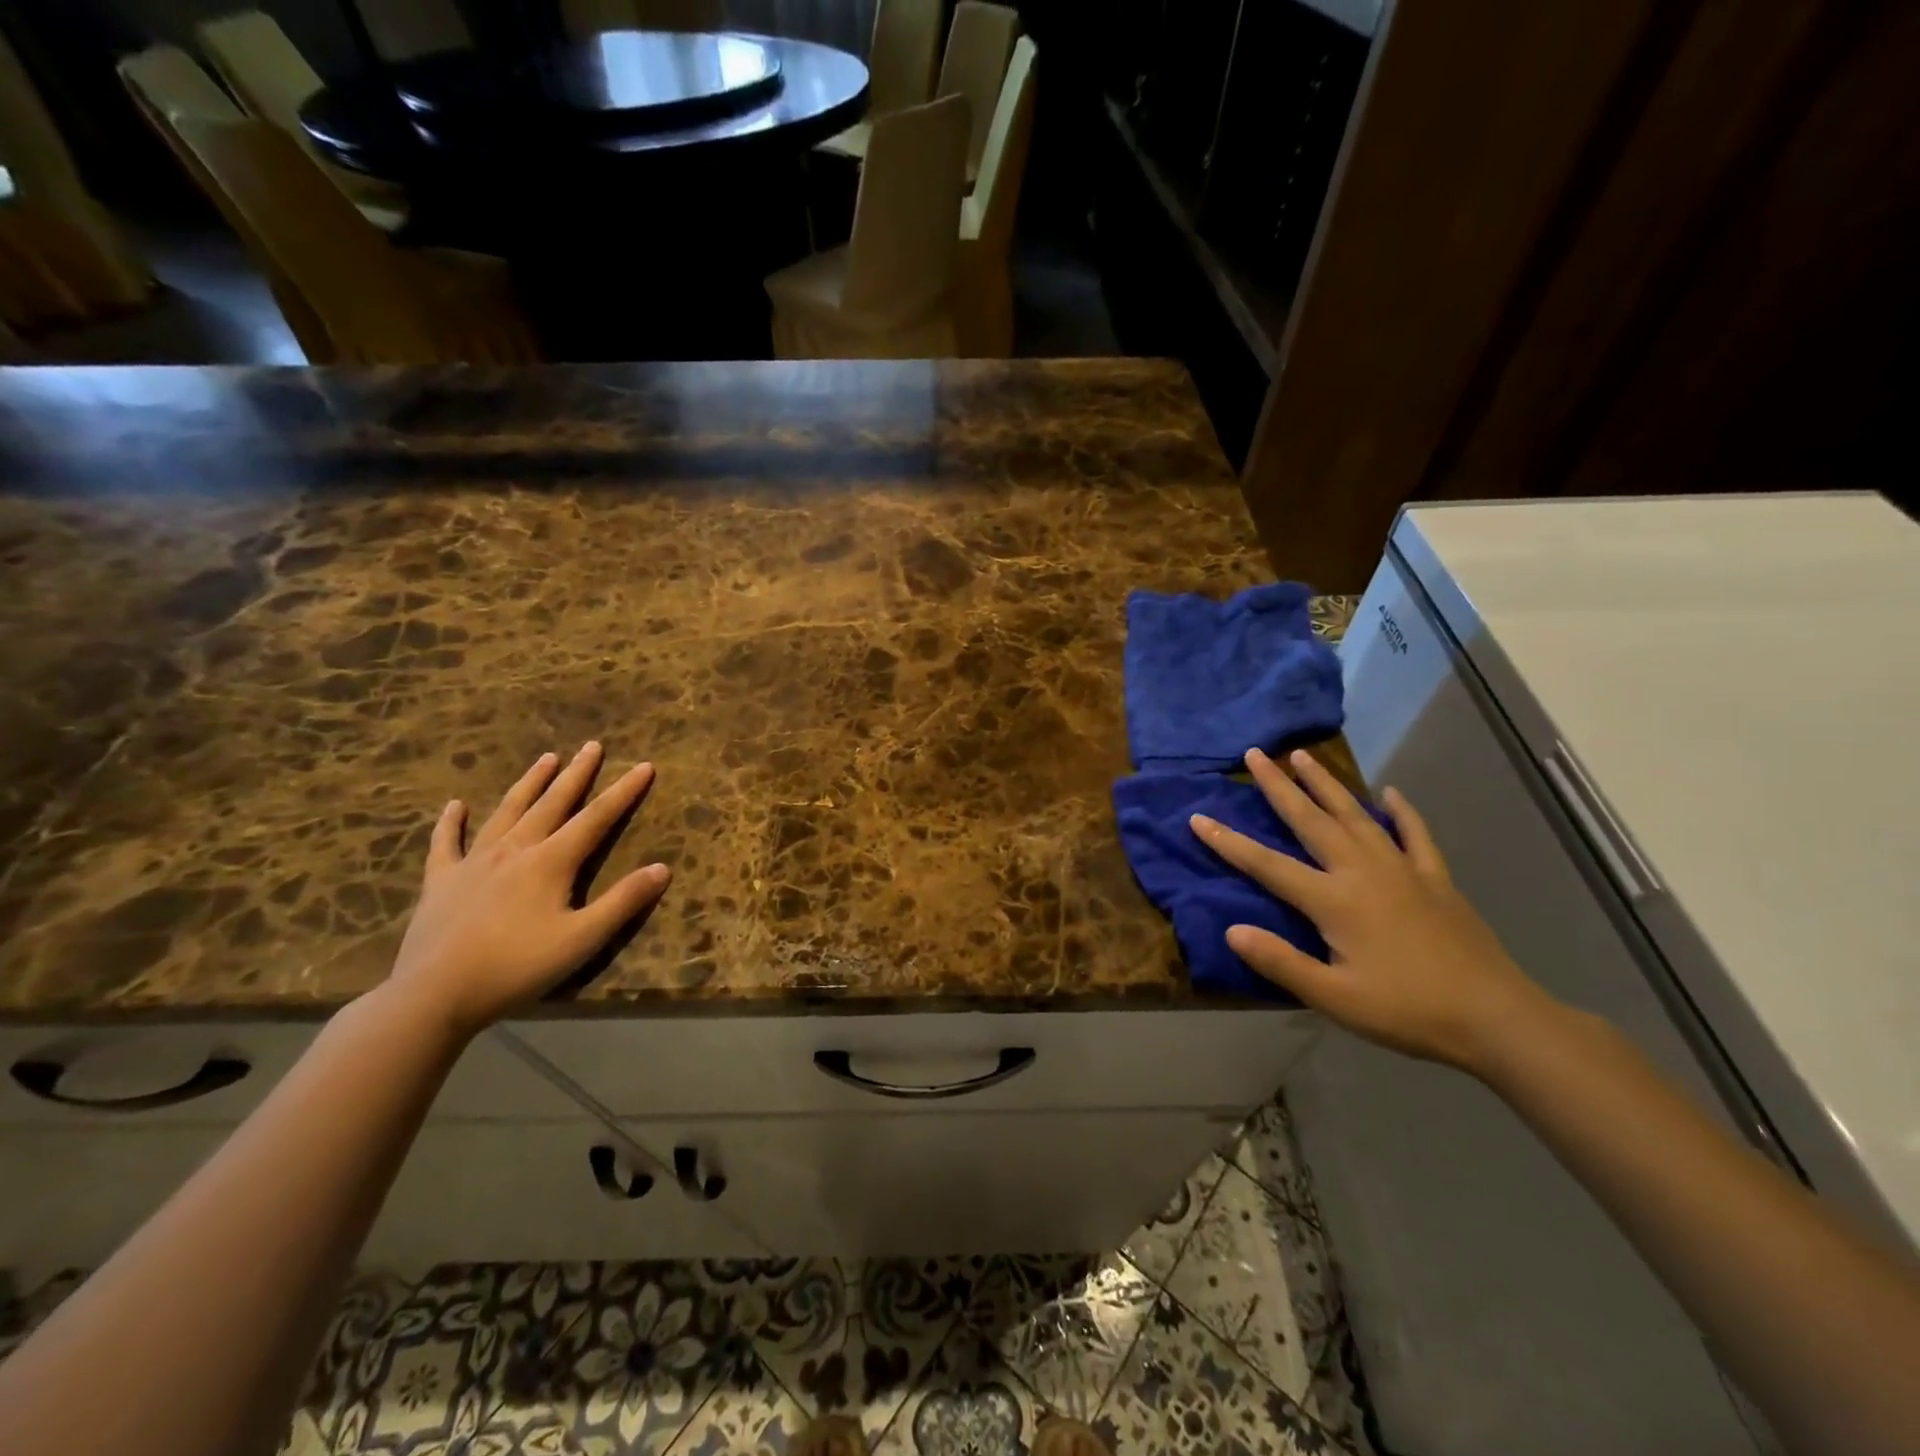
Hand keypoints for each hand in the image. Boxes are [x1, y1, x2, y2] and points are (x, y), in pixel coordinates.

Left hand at [385, 742, 669, 1038]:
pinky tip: (455, 805)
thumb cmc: (517, 966)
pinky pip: (446, 843)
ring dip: (530, 783)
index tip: (644, 765)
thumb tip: (663, 868)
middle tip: (592, 746)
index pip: (597, 818)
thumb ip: (623, 902)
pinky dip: (451, 822)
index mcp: (551, 861)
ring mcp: (474, 862)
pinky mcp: (442, 881)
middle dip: (577, 774)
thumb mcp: (582, 939)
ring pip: (508, 811)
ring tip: (546, 758)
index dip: (624, 791)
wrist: (434, 995)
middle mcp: (515, 850)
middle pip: (553, 803)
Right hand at [1190, 747, 1554, 1074]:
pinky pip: (1415, 835)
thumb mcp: (1336, 999)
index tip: (1198, 817)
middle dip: (1279, 786)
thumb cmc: (1408, 1011)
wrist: (1497, 1018)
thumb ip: (1281, 962)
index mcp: (1333, 900)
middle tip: (1256, 754)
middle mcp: (1362, 872)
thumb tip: (1232, 930)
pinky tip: (1391, 793)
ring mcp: (1402, 870)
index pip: (1267, 865)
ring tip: (1304, 756)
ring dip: (1326, 784)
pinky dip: (1402, 812)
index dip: (1228, 842)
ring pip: (1356, 815)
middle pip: (1311, 820)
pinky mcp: (1435, 879)